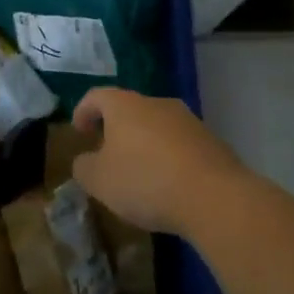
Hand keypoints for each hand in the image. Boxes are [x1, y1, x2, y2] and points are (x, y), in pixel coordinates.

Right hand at [71, 88, 254, 236]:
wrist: (214, 197)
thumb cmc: (145, 181)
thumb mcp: (99, 181)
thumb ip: (83, 167)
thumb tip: (85, 161)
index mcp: (124, 105)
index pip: (97, 96)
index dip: (83, 111)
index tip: (79, 132)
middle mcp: (157, 103)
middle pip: (129, 109)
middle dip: (116, 130)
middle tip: (107, 154)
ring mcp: (188, 120)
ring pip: (157, 126)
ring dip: (145, 144)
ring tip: (140, 173)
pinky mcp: (212, 142)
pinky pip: (180, 145)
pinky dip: (169, 158)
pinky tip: (169, 185)